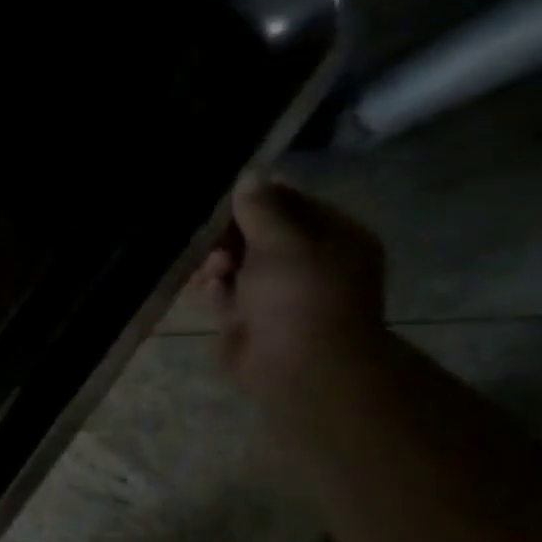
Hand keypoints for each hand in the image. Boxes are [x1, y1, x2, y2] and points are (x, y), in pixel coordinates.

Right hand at [193, 174, 388, 402]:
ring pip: (237, 264)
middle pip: (258, 234)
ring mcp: (278, 293)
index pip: (290, 203)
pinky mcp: (250, 319)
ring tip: (210, 273)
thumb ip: (261, 208)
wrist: (299, 366)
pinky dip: (215, 291)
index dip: (254, 200)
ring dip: (217, 263)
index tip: (222, 204)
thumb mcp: (281, 241)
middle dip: (229, 236)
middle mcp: (307, 262)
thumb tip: (249, 176)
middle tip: (213, 244)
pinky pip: (226, 294)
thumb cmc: (299, 295)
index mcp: (332, 236)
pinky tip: (209, 292)